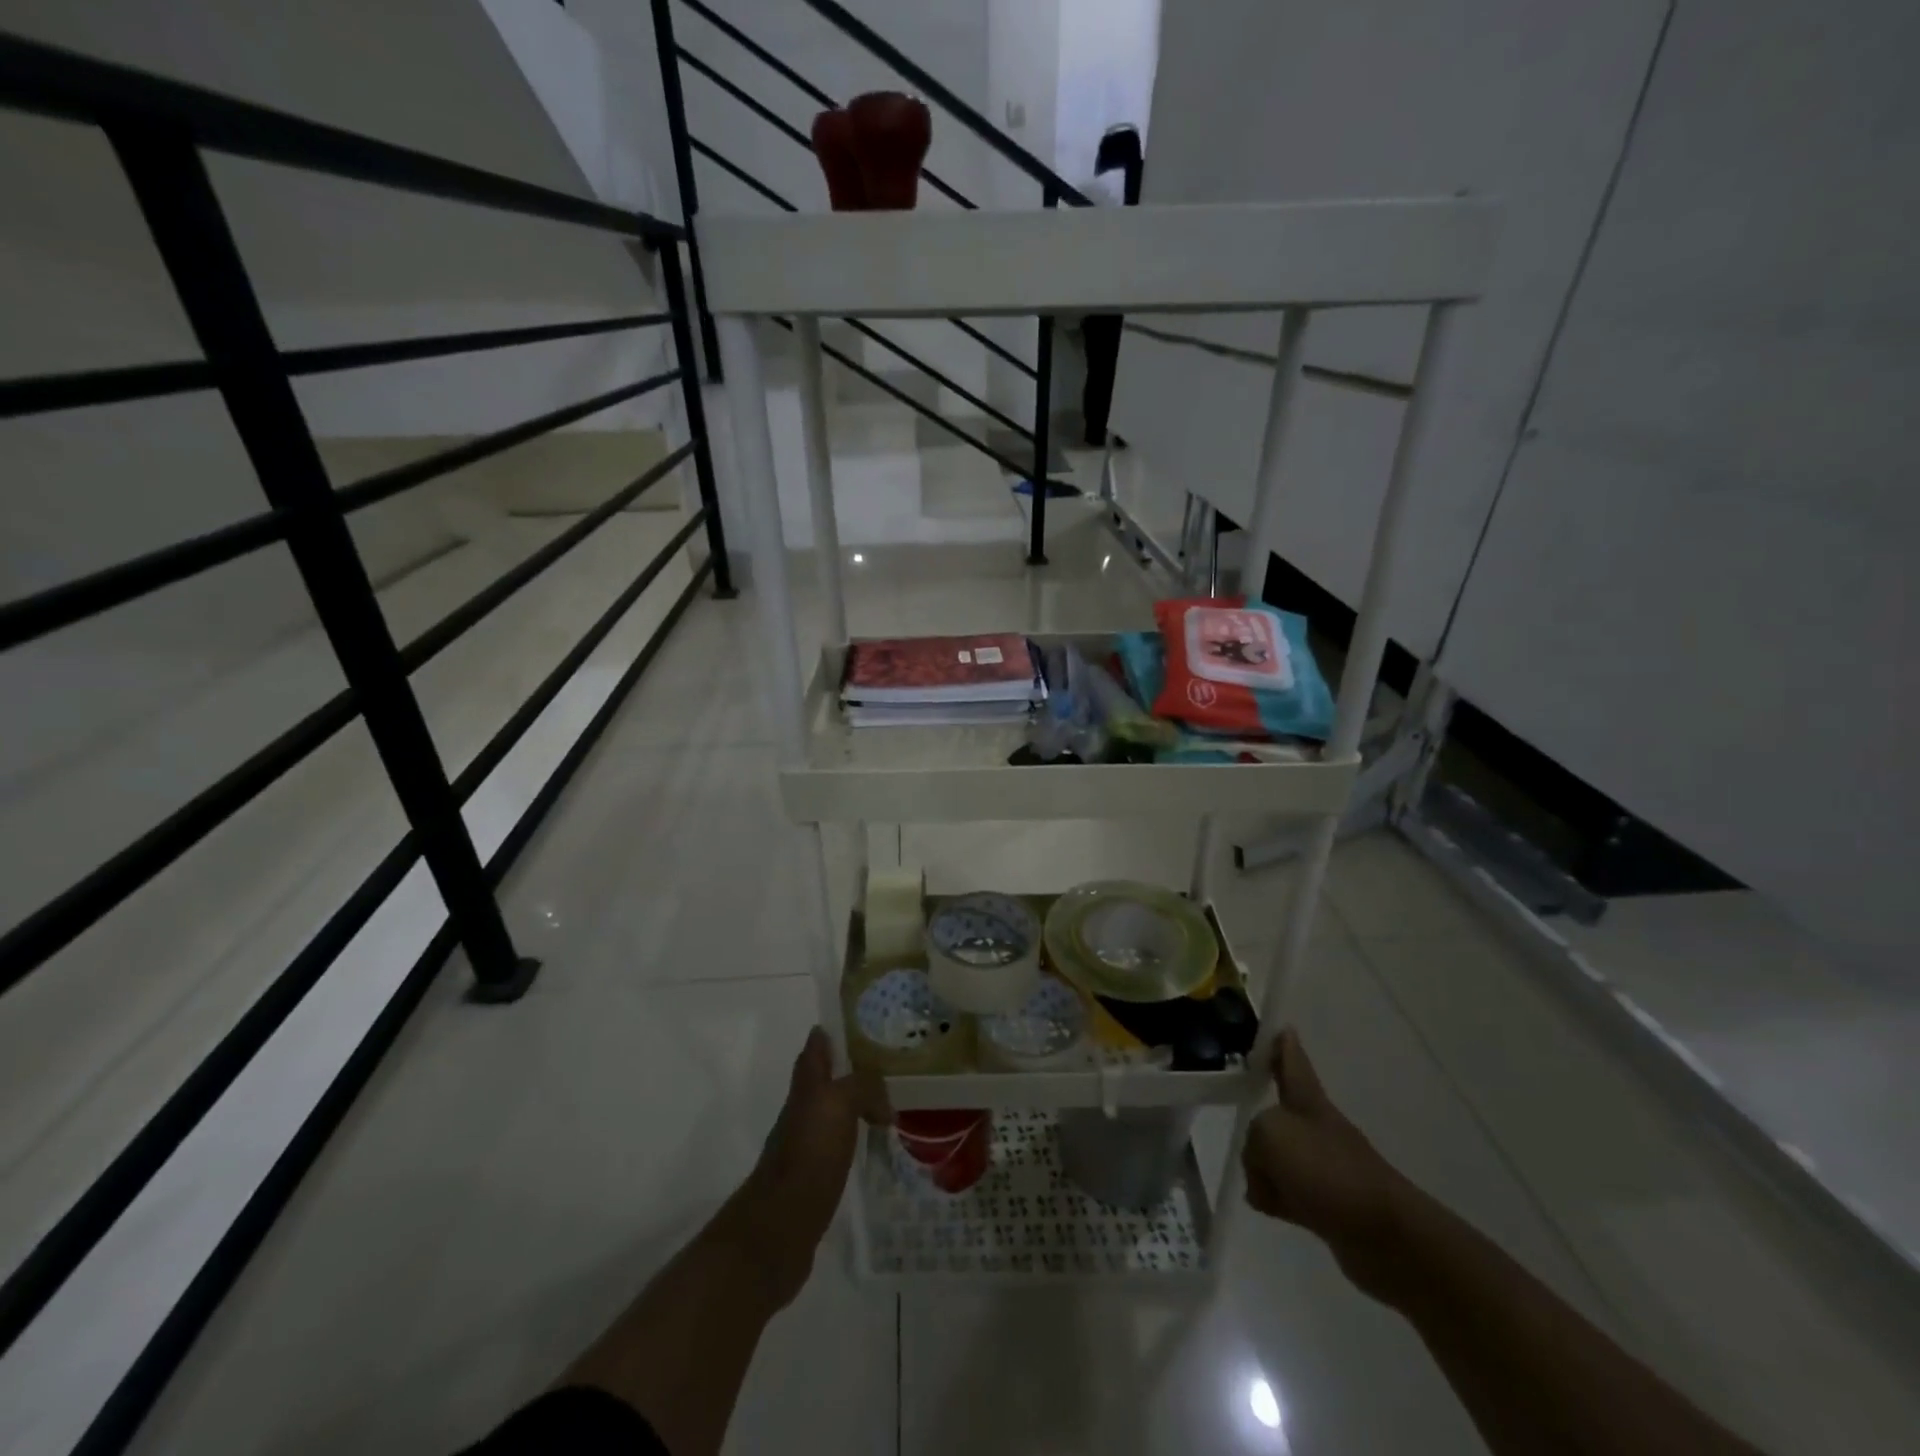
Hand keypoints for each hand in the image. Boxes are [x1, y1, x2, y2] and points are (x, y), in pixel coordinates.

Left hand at [723, 1028, 891, 1308]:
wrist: (779, 1229)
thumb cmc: (808, 1156)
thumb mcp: (838, 1105)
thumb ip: (863, 1087)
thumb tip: (884, 1105)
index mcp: (807, 1088)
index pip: (815, 1049)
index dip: (829, 1034)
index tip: (853, 1022)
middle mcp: (803, 1111)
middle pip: (823, 1080)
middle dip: (846, 1068)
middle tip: (882, 1063)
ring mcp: (806, 1146)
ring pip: (833, 1112)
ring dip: (853, 1104)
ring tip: (886, 1102)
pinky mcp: (814, 1178)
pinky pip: (839, 1146)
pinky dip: (855, 1139)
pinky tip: (872, 1145)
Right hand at [1241, 1028, 1411, 1295]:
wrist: (1384, 1236)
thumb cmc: (1327, 1171)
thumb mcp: (1270, 1135)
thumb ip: (1252, 1140)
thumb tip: (1263, 1169)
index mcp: (1307, 1102)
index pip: (1292, 1063)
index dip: (1284, 1047)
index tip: (1283, 1028)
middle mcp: (1315, 1128)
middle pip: (1279, 1113)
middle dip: (1263, 1120)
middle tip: (1249, 1128)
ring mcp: (1323, 1167)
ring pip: (1279, 1156)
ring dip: (1265, 1167)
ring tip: (1261, 1184)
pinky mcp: (1326, 1205)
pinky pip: (1287, 1192)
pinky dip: (1276, 1198)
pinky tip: (1270, 1206)